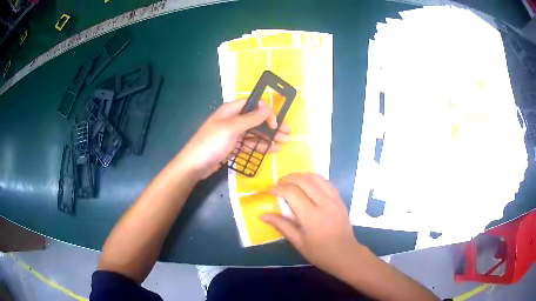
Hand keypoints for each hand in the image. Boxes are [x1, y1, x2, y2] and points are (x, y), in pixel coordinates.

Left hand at [177, 99, 289, 179]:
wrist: (194, 166)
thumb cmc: (211, 143)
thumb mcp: (231, 128)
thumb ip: (250, 119)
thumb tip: (267, 108)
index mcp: (230, 111)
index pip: (252, 104)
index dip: (266, 111)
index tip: (275, 123)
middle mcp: (232, 120)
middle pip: (256, 120)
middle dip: (272, 125)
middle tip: (288, 133)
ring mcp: (232, 135)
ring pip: (254, 133)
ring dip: (269, 137)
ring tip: (284, 142)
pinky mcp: (232, 148)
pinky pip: (249, 145)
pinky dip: (261, 147)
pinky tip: (273, 150)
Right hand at [261, 173, 364, 275]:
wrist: (345, 254)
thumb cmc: (320, 252)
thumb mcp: (298, 242)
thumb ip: (281, 225)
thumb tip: (262, 215)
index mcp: (311, 217)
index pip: (292, 193)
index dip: (279, 188)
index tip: (270, 191)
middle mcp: (324, 203)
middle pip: (304, 180)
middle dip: (288, 178)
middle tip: (278, 184)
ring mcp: (334, 199)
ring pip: (316, 177)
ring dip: (301, 175)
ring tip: (290, 181)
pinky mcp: (340, 199)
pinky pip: (326, 182)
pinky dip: (314, 179)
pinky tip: (307, 184)